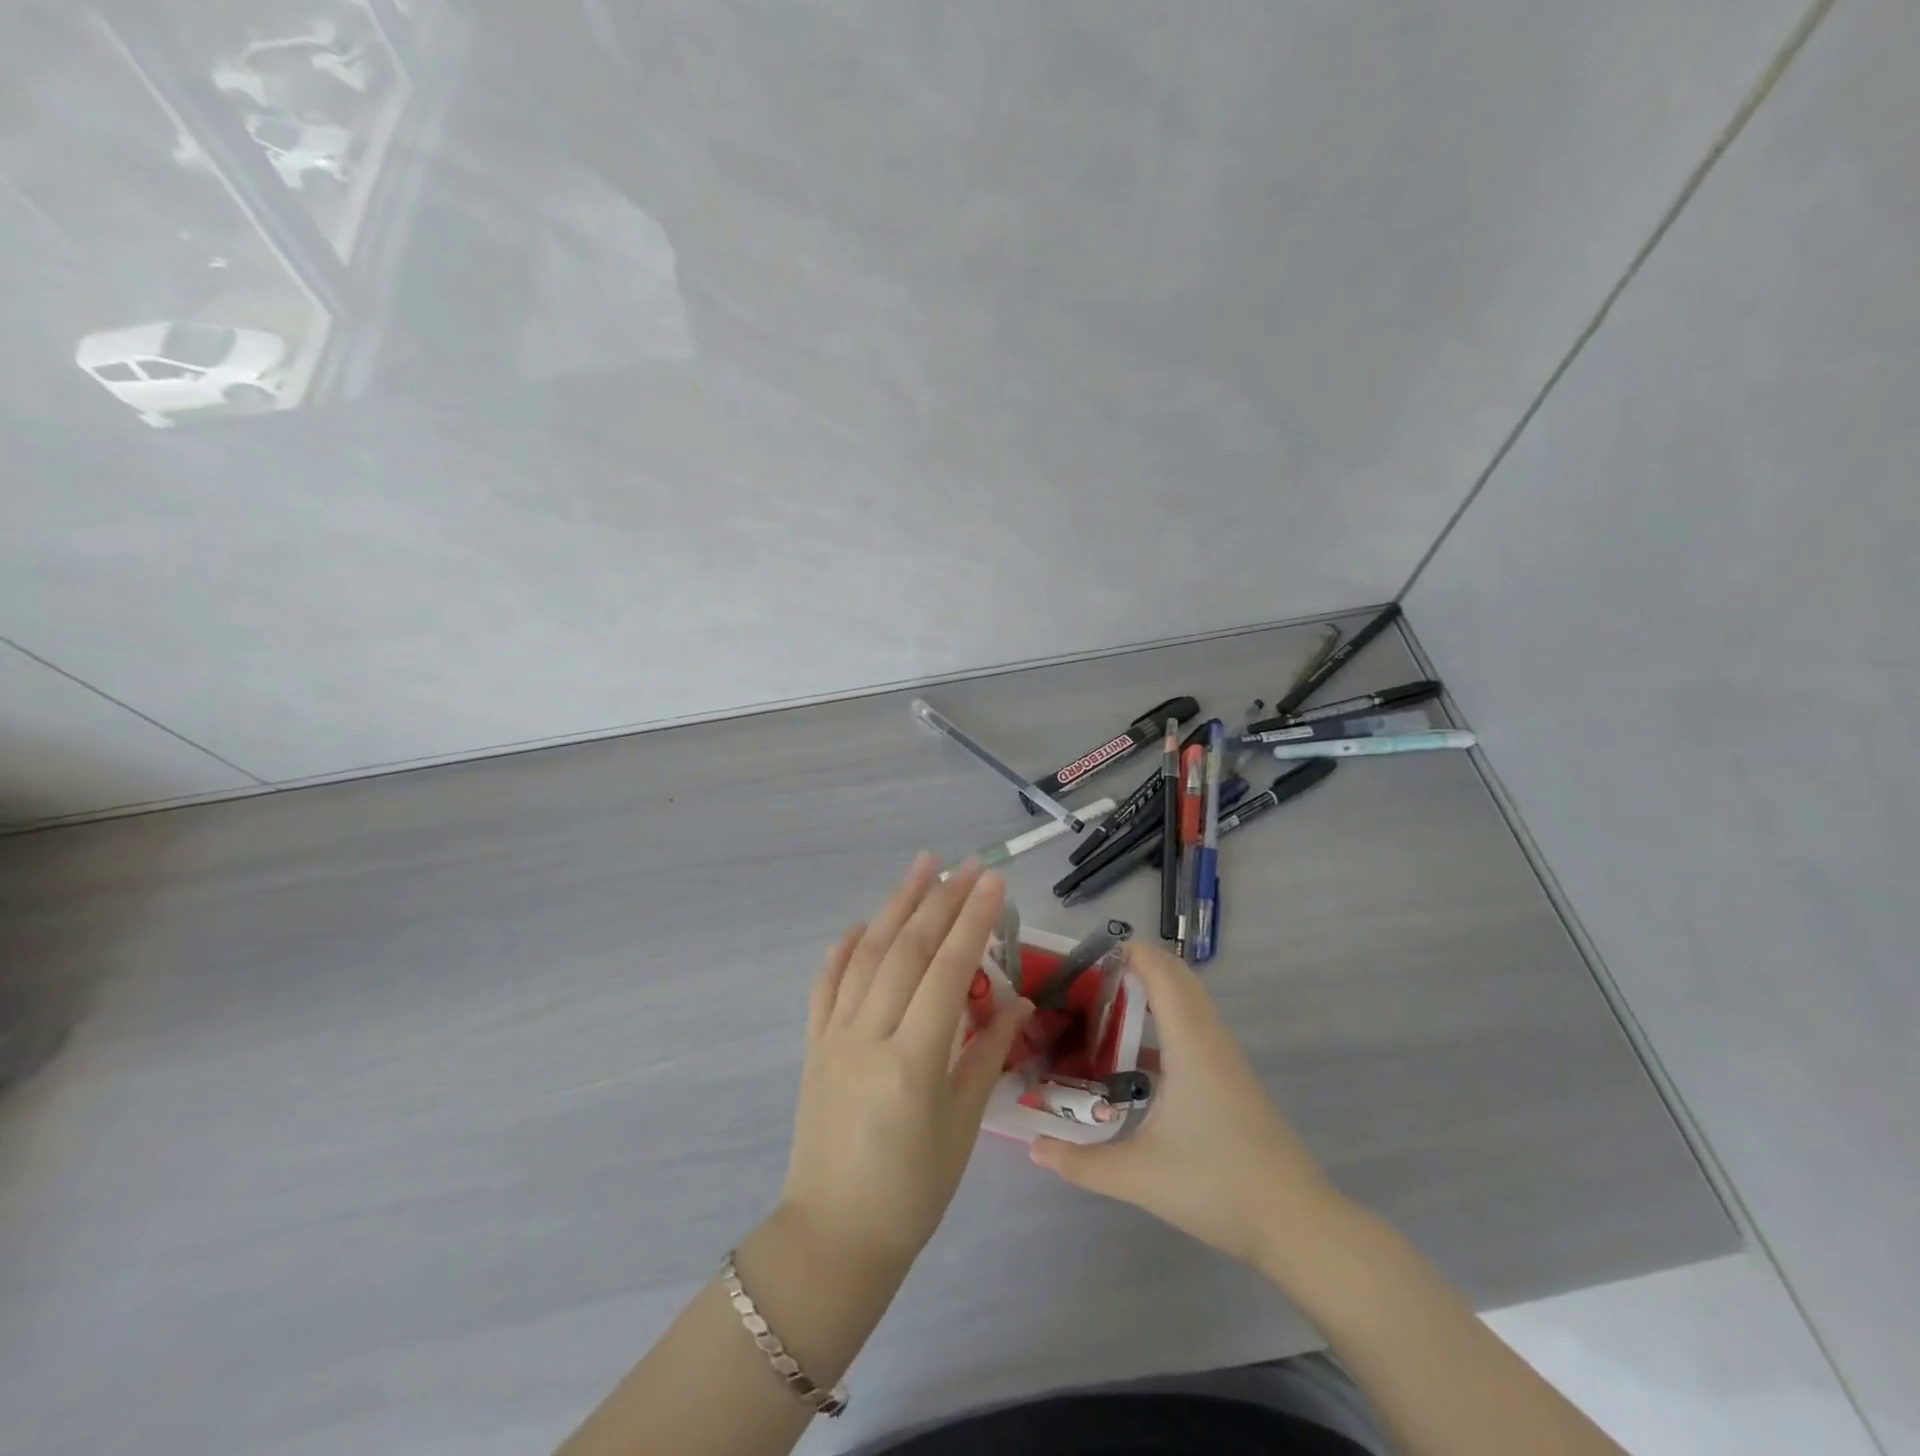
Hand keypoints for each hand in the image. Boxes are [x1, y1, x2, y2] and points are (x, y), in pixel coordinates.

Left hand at [779, 855, 1033, 1270]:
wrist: (833, 1236)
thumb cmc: (912, 1192)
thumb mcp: (963, 1127)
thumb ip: (987, 1054)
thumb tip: (1018, 1003)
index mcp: (912, 1061)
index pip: (946, 972)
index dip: (972, 921)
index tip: (992, 881)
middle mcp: (868, 1036)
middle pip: (906, 951)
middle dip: (939, 901)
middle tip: (965, 864)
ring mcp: (834, 1036)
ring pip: (865, 955)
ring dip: (894, 906)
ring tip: (920, 868)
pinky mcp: (813, 1045)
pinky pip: (825, 985)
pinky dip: (842, 949)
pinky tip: (858, 925)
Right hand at [1029, 941, 1341, 1268]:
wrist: (1296, 1224)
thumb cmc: (1217, 1186)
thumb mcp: (1140, 1176)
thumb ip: (1082, 1163)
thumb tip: (1034, 1148)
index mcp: (1190, 1045)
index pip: (1163, 974)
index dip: (1131, 953)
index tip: (1090, 953)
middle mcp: (1211, 1040)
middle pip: (1179, 979)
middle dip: (1138, 967)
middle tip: (1090, 980)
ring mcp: (1226, 1060)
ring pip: (1190, 1004)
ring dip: (1154, 993)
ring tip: (1106, 1010)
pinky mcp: (1232, 1081)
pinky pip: (1196, 1029)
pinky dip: (1167, 1022)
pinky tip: (1136, 1061)